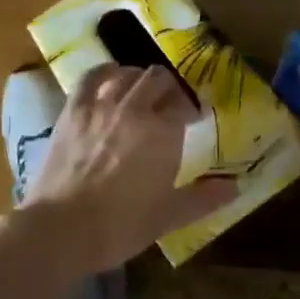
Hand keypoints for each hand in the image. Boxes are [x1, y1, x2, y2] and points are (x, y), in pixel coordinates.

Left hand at [21, 64, 236, 273]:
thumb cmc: (121, 225)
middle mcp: (135, 108)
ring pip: (128, 74)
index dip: (191, 110)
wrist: (63, 228)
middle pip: (158, 80)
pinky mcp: (74, 108)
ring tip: (143, 90)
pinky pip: (92, 77)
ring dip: (140, 78)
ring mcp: (102, 104)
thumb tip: (236, 185)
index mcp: (163, 132)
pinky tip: (111, 74)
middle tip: (170, 104)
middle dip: (170, 89)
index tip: (194, 119)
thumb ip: (203, 197)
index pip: (184, 106)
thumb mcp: (168, 216)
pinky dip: (104, 70)